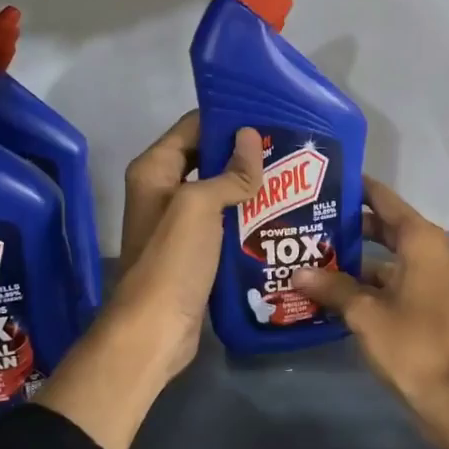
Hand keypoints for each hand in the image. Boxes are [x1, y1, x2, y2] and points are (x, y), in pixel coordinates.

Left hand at [36, 113, 262, 448]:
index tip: (270, 117)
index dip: (228, 119)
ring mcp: (179, 223)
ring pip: (219, 192)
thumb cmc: (172, 262)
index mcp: (155, 170)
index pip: (193, 128)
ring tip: (294, 179)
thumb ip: (228, 173)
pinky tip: (280, 216)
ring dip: (249, 186)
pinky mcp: (195, 251)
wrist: (155, 331)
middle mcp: (163, 190)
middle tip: (291, 149)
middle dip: (245, 153)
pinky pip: (224, 222)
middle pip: (208, 158)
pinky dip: (247, 216)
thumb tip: (251, 138)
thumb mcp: (199, 208)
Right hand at [291, 177, 448, 448]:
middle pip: (389, 228)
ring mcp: (438, 279)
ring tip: (316, 256)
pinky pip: (400, 280)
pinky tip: (338, 291)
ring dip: (359, 260)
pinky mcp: (436, 303)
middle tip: (312, 220)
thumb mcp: (365, 314)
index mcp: (423, 242)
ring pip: (392, 257)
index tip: (328, 181)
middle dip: (352, 226)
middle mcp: (435, 252)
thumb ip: (333, 287)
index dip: (358, 189)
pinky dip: (373, 282)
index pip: (386, 201)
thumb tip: (299, 272)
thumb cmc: (411, 345)